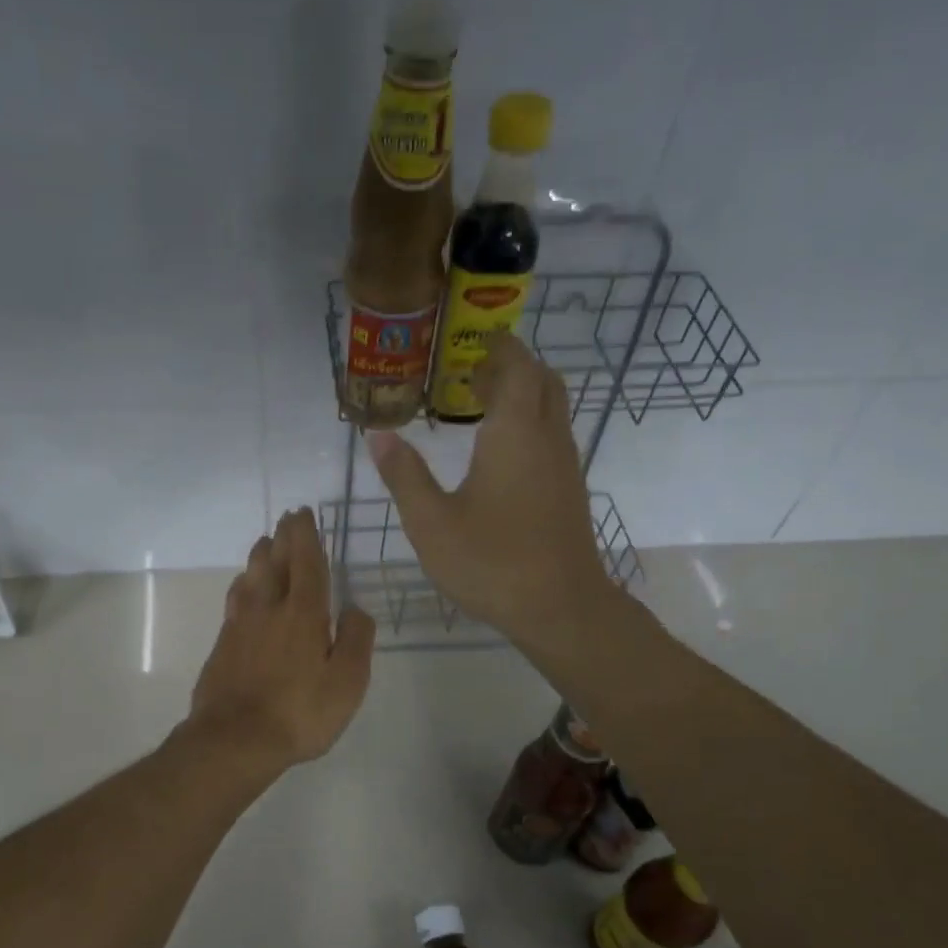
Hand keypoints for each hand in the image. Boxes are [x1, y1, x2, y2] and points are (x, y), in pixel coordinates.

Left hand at [186, 507, 374, 770]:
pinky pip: (235, 599)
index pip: (306, 562)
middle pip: (274, 562)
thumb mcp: (347, 682)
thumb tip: (354, 608)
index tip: (303, 514)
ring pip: (250, 577)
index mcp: (303, 613)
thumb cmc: (299, 712)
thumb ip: (356, 640)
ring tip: (265, 544)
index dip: (306, 536)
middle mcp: (269, 608)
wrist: (235, 739)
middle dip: (282, 538)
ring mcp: (240, 625)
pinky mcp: (223, 644)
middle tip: (286, 520)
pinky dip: (243, 583)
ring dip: (259, 556)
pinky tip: (244, 588)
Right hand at [366, 333, 612, 646]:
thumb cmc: (492, 562)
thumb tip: (377, 435)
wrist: (560, 607)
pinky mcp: (570, 492)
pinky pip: (553, 437)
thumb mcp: (431, 522)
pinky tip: (502, 454)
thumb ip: (404, 475)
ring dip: (524, 395)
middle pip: (542, 381)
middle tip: (475, 371)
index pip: (516, 367)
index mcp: (514, 433)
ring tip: (483, 406)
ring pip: (552, 409)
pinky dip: (531, 424)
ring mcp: (565, 466)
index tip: (477, 340)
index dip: (500, 347)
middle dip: (513, 366)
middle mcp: (547, 438)